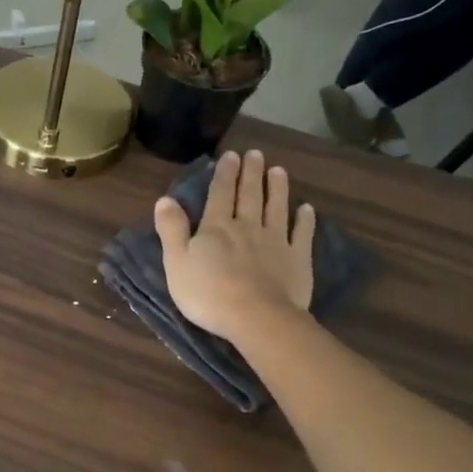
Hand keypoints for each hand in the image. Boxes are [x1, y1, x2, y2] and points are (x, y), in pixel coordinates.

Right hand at [156, 149, 313, 341]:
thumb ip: (171, 230)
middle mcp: (247, 227)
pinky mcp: (297, 260)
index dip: (224, 174)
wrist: (256, 318)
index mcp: (217, 227)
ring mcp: (276, 242)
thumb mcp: (176, 262)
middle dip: (251, 173)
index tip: (231, 155)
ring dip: (277, 188)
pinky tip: (307, 209)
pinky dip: (305, 220)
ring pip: (276, 208)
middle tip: (255, 153)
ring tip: (279, 170)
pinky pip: (301, 235)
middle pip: (250, 195)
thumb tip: (165, 199)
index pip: (219, 194)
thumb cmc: (209, 293)